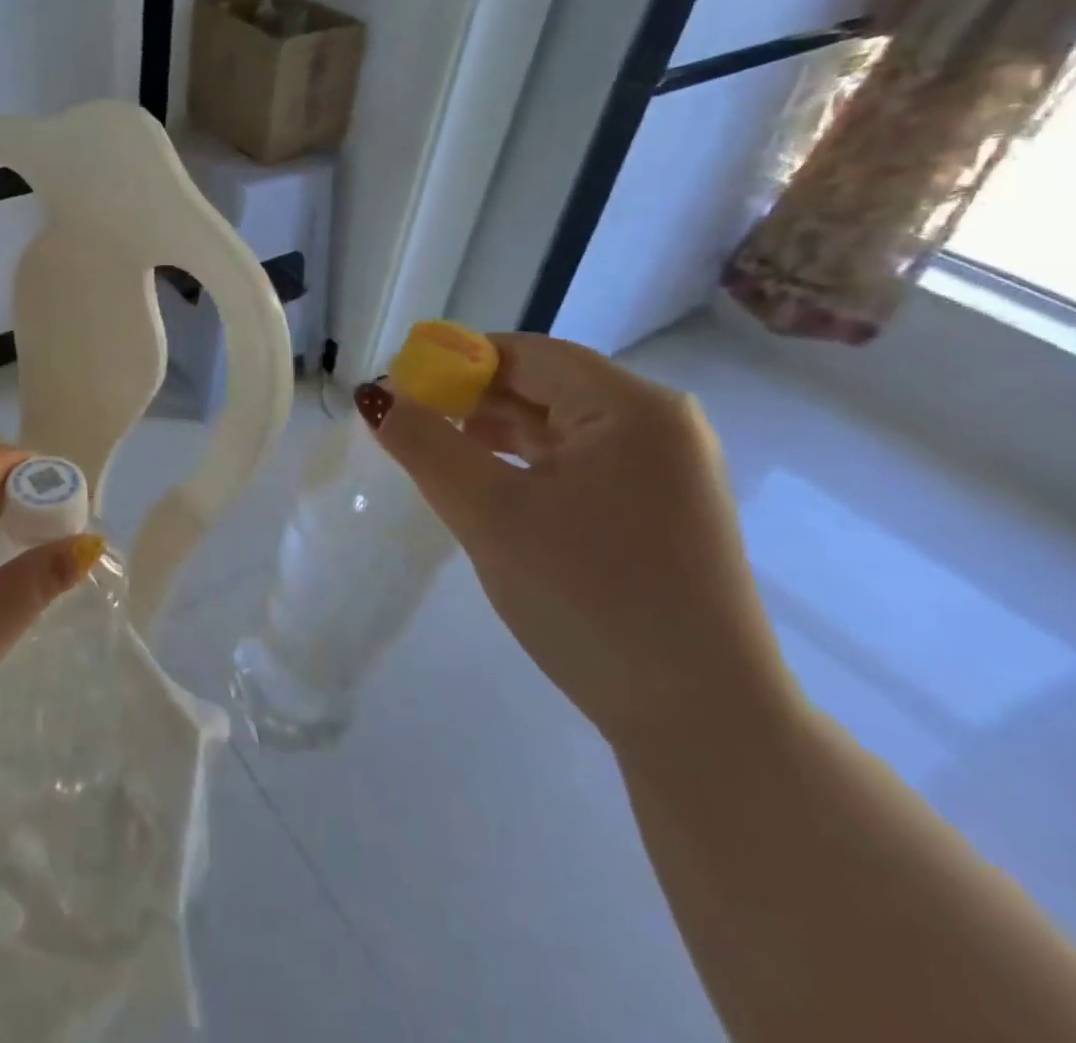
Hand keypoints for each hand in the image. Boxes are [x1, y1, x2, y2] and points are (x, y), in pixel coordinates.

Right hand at [363, 333, 800, 751]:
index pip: (526, 354)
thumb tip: (373, 395)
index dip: (455, 362)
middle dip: (471, 401)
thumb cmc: (589, 597)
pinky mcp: (661, 510)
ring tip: (436, 455)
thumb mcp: (489, 513)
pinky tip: (487, 487)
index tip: (398, 388)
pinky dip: (527, 466)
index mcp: (632, 407)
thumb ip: (424, 444)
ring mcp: (666, 470)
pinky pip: (579, 464)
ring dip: (494, 435)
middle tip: (408, 425)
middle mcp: (660, 425)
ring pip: (559, 428)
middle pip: (544, 387)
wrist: (702, 721)